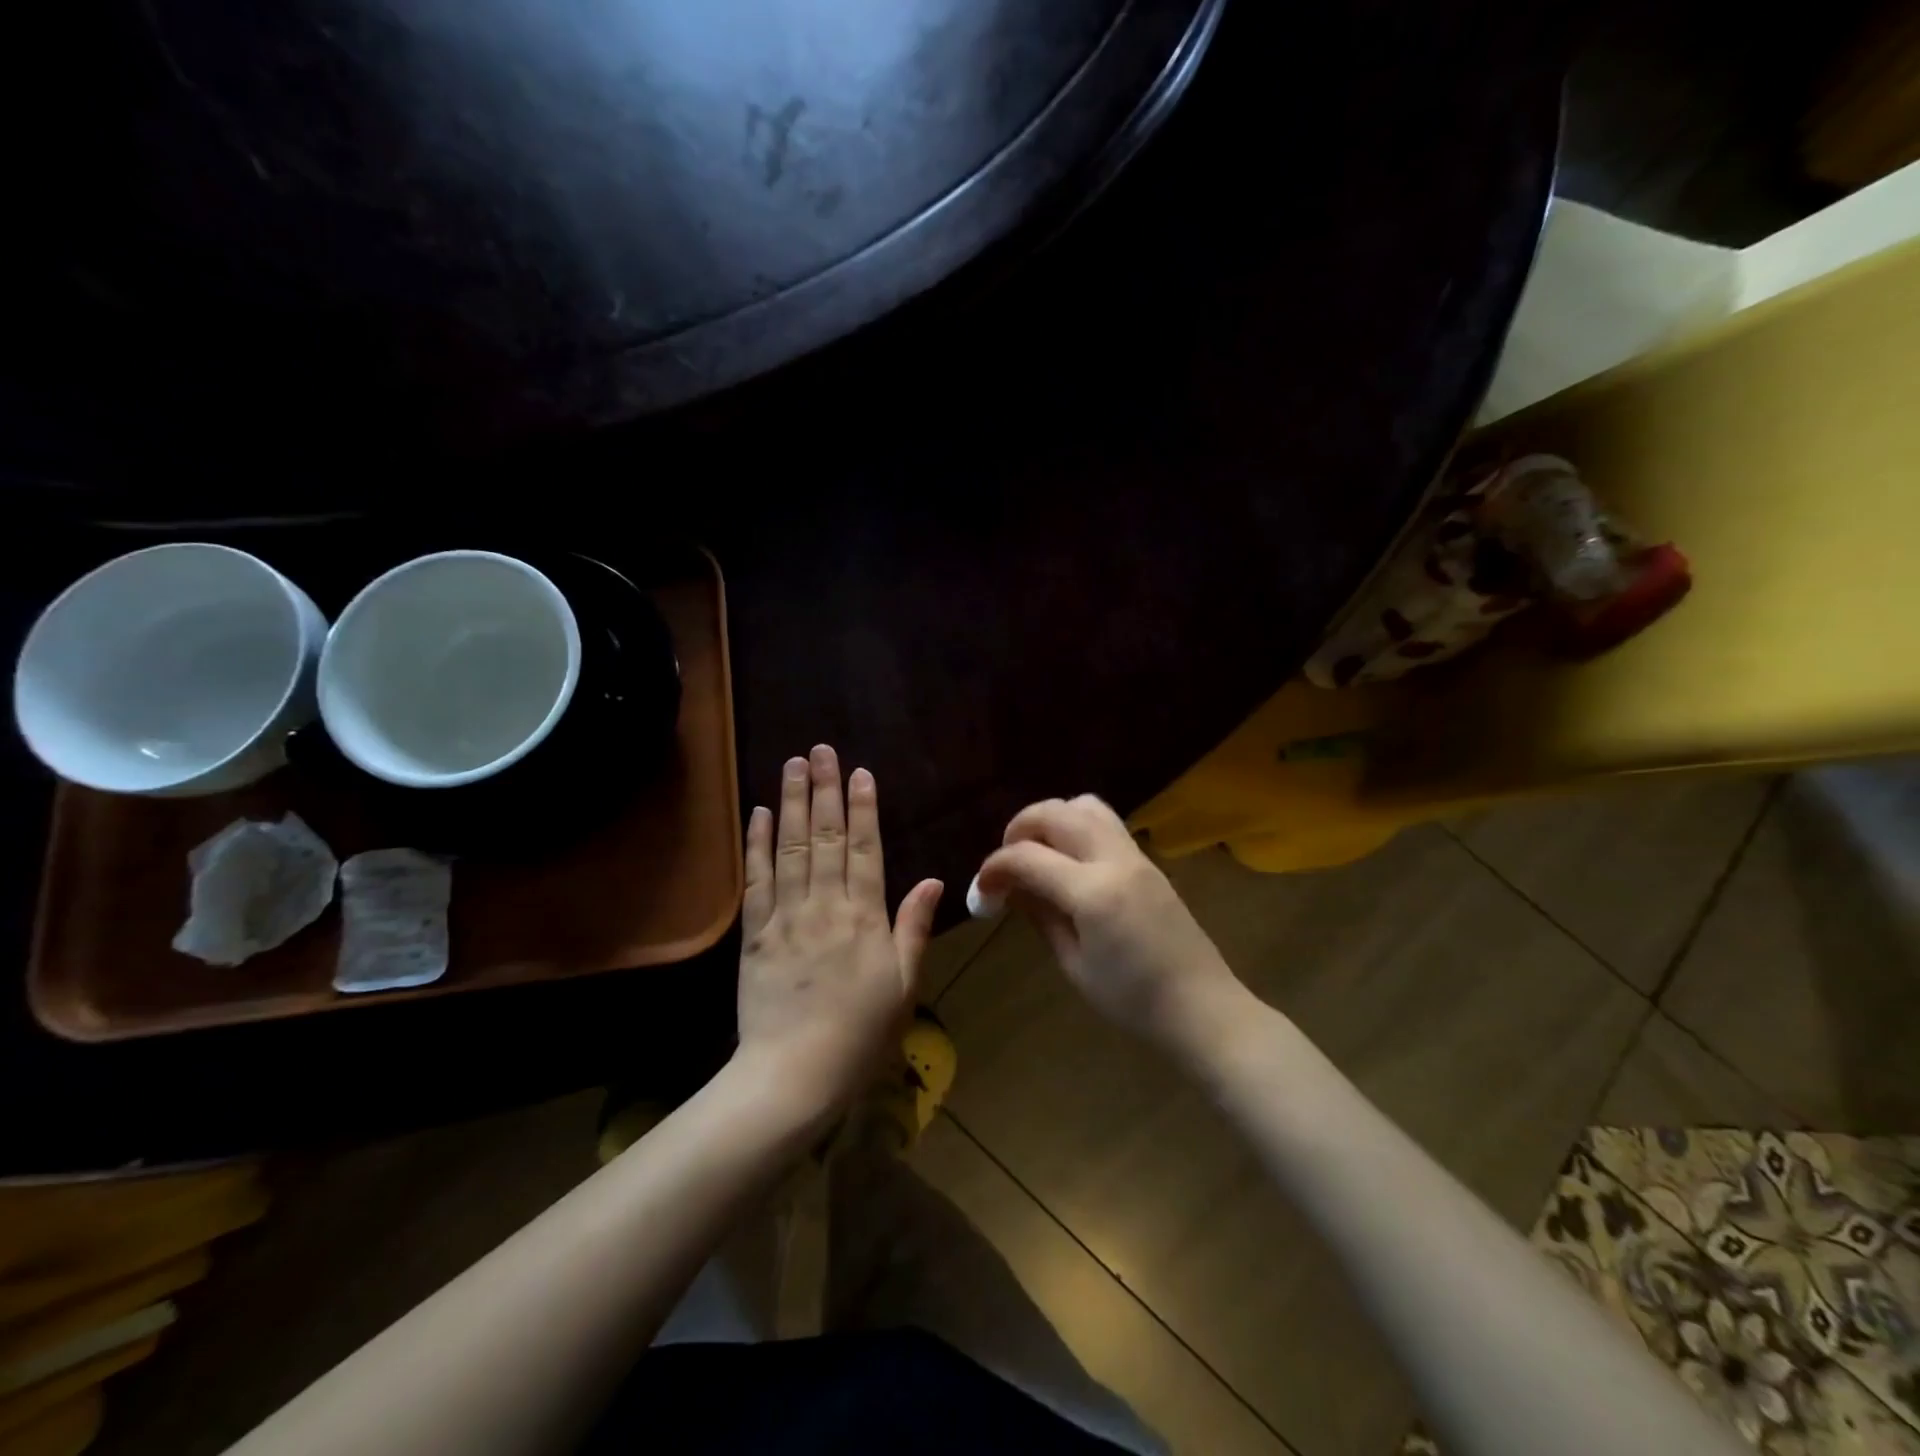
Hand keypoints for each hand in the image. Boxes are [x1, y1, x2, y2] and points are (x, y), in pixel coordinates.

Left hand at [736, 745, 942, 1121]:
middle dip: (825, 790)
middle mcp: (825, 905)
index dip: (863, 808)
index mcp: (864, 917)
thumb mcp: (903, 986)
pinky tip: (760, 814)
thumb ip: (913, 928)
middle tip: (820, 750)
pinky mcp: (754, 934)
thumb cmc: (859, 1035)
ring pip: (791, 848)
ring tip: (792, 765)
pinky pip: (756, 880)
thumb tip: (931, 880)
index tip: (860, 772)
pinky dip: (758, 844)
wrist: (792, 1076)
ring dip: (792, 803)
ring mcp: (786, 916)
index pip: (865, 849)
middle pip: (825, 837)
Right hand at [976, 795, 1245, 1055]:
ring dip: (1052, 818)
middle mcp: (1114, 860)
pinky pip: (1105, 823)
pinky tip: (1068, 862)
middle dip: (1020, 827)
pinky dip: (1076, 827)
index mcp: (1093, 892)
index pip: (1028, 857)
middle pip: (1056, 812)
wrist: (1202, 1008)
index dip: (995, 867)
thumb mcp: (1074, 965)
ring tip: (1038, 853)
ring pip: (1085, 806)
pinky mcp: (1147, 861)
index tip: (981, 888)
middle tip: (1006, 862)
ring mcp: (1136, 856)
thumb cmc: (1133, 1001)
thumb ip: (1041, 916)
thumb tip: (1012, 888)